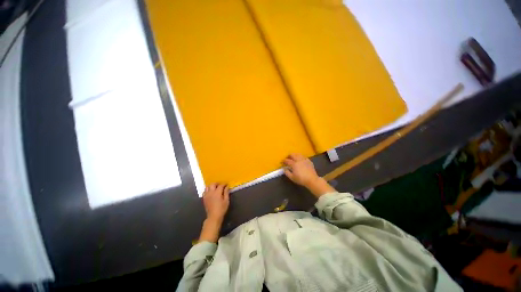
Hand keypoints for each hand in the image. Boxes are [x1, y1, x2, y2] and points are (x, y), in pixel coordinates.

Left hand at [199, 183, 229, 242]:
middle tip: (220, 185)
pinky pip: (204, 191)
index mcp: (217, 193)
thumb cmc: (221, 209)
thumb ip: (226, 193)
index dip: (224, 184)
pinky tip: (210, 192)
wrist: (214, 216)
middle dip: (217, 183)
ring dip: (211, 186)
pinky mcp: (204, 198)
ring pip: (207, 187)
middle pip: (212, 184)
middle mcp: (211, 192)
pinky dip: (207, 190)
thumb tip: (227, 187)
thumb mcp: (226, 201)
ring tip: (215, 188)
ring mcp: (206, 195)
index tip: (226, 184)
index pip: (220, 185)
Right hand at [283, 153, 335, 197]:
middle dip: (289, 155)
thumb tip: (284, 168)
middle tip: (288, 157)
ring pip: (299, 154)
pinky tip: (301, 159)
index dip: (284, 160)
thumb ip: (287, 172)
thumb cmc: (301, 179)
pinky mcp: (309, 161)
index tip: (282, 161)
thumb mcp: (292, 177)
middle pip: (293, 155)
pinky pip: (304, 156)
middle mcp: (299, 160)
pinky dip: (301, 157)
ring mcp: (304, 160)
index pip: (287, 161)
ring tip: (294, 157)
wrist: (311, 179)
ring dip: (295, 155)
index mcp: (294, 164)